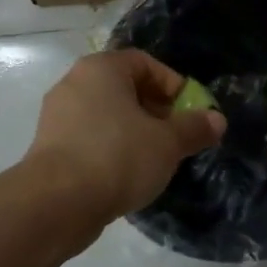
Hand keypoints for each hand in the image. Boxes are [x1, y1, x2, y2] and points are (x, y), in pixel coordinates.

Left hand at [25, 50, 226, 224]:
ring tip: (155, 159)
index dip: (173, 85)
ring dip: (134, 133)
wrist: (56, 202)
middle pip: (124, 89)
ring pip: (106, 116)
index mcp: (101, 69)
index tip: (190, 113)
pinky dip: (111, 150)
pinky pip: (89, 139)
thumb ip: (194, 128)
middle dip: (155, 111)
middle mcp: (74, 83)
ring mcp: (57, 116)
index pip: (144, 63)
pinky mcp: (49, 147)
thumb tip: (217, 120)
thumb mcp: (167, 143)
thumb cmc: (117, 157)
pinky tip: (126, 175)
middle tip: (176, 138)